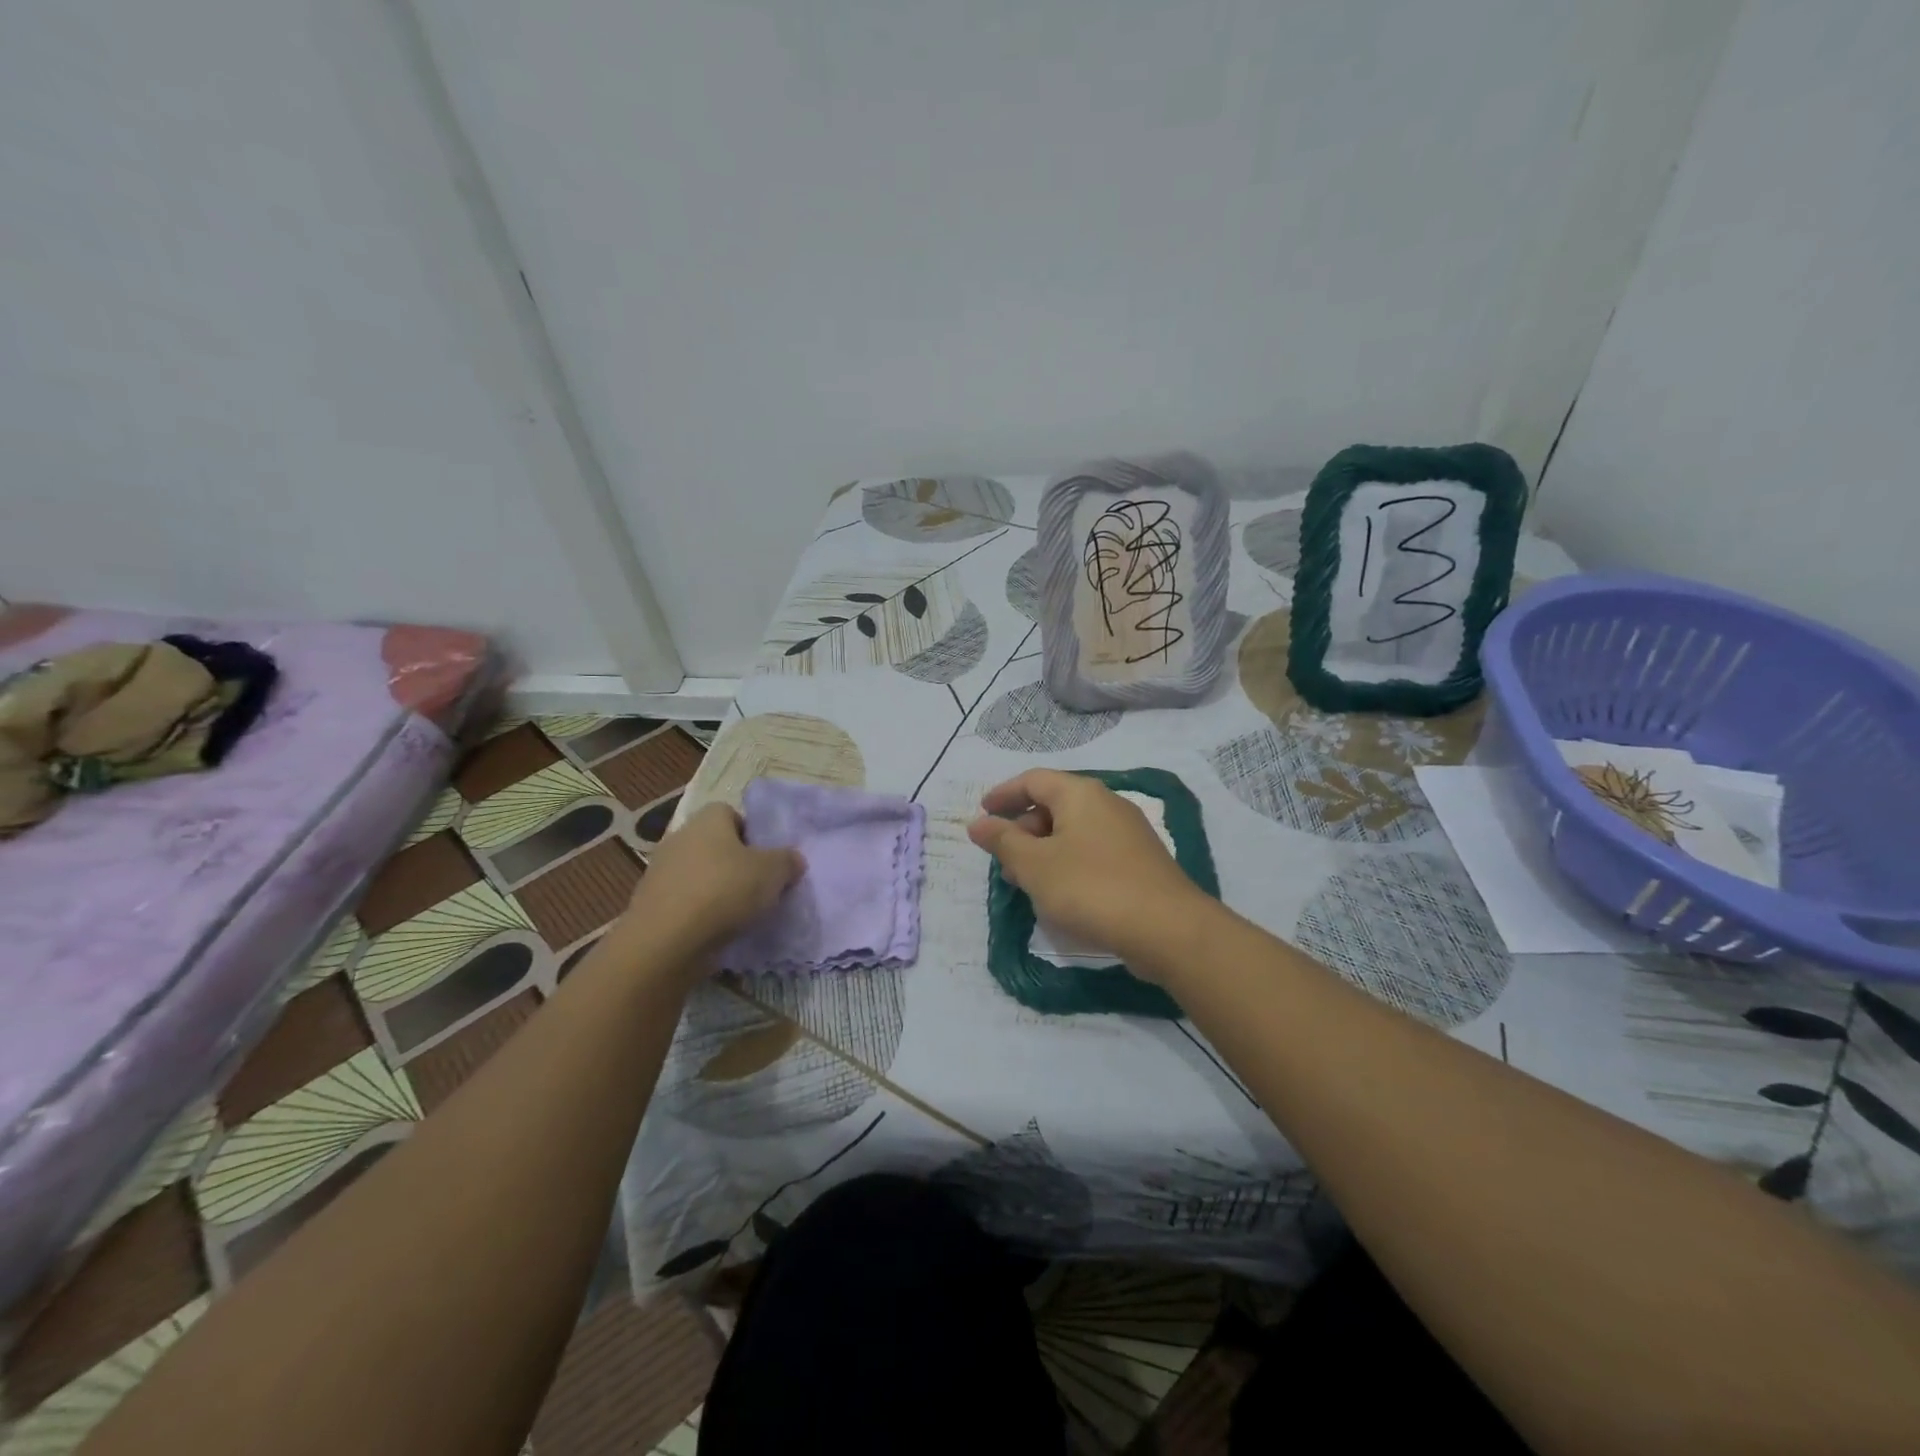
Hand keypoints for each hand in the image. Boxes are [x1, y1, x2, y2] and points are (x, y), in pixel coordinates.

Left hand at [628, 802, 804, 957]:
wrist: (666, 942)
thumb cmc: (724, 891)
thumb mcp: (773, 872)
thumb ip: (788, 861)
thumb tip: (792, 860)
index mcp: (708, 820)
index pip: (733, 814)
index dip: (753, 834)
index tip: (768, 860)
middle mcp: (680, 838)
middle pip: (716, 846)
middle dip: (737, 865)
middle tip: (760, 888)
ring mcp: (661, 872)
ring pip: (701, 876)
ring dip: (719, 892)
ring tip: (742, 915)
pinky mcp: (651, 905)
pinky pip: (686, 903)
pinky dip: (701, 915)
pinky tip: (718, 932)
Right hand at [966, 769, 1207, 974]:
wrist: (1167, 929)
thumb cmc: (1091, 888)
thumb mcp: (1035, 865)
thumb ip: (1003, 841)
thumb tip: (978, 823)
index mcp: (1080, 794)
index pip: (1033, 780)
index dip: (1004, 794)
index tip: (982, 813)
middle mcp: (1106, 804)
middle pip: (1054, 804)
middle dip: (1022, 828)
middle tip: (1002, 859)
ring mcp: (1127, 833)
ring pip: (1073, 831)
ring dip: (1043, 850)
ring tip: (1025, 882)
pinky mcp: (1139, 861)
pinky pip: (1092, 851)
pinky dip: (1068, 863)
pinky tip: (1060, 894)